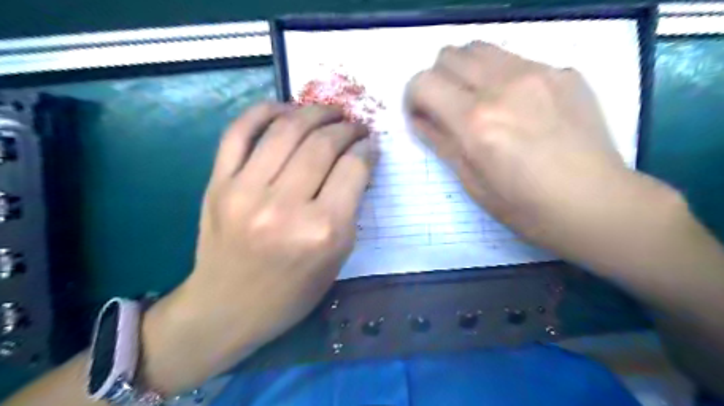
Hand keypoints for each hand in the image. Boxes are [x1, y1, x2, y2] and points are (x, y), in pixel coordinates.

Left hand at [140, 102, 371, 396]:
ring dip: (314, 112)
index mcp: (322, 231)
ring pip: (286, 129)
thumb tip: (356, 162)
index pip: (353, 168)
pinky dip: (264, 111)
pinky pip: (239, 132)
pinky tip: (285, 109)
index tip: (370, 143)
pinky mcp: (217, 184)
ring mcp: (245, 191)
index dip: (367, 149)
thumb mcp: (337, 257)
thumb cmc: (292, 292)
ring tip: (328, 112)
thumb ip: (349, 208)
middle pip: (323, 144)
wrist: (227, 308)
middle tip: (354, 125)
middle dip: (346, 127)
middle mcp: (284, 207)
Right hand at [407, 44, 673, 253]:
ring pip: (481, 49)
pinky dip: (501, 77)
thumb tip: (419, 118)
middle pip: (449, 55)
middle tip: (447, 108)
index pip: (424, 83)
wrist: (595, 203)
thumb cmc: (524, 206)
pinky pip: (515, 60)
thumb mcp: (471, 182)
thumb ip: (440, 141)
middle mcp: (503, 86)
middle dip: (438, 80)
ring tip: (478, 100)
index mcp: (475, 121)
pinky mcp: (563, 72)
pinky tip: (518, 106)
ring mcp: (538, 73)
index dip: (413, 97)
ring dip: (466, 71)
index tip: (421, 114)